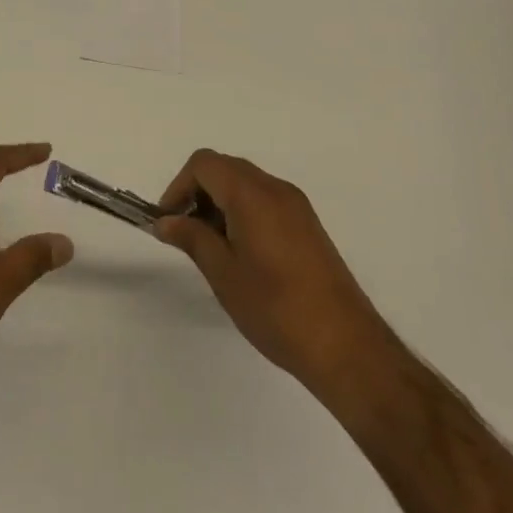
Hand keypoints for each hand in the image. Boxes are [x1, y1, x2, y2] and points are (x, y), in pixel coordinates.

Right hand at [155, 149, 389, 400]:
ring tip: (212, 248)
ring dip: (220, 203)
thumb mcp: (223, 273)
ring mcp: (297, 207)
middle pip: (225, 169)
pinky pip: (265, 201)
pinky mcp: (309, 226)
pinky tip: (241, 254)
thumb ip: (191, 238)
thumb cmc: (276, 308)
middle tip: (186, 233)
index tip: (170, 222)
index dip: (179, 186)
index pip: (204, 164)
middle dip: (198, 193)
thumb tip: (166, 222)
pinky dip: (243, 212)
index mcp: (252, 194)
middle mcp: (276, 189)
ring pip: (245, 184)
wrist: (346, 347)